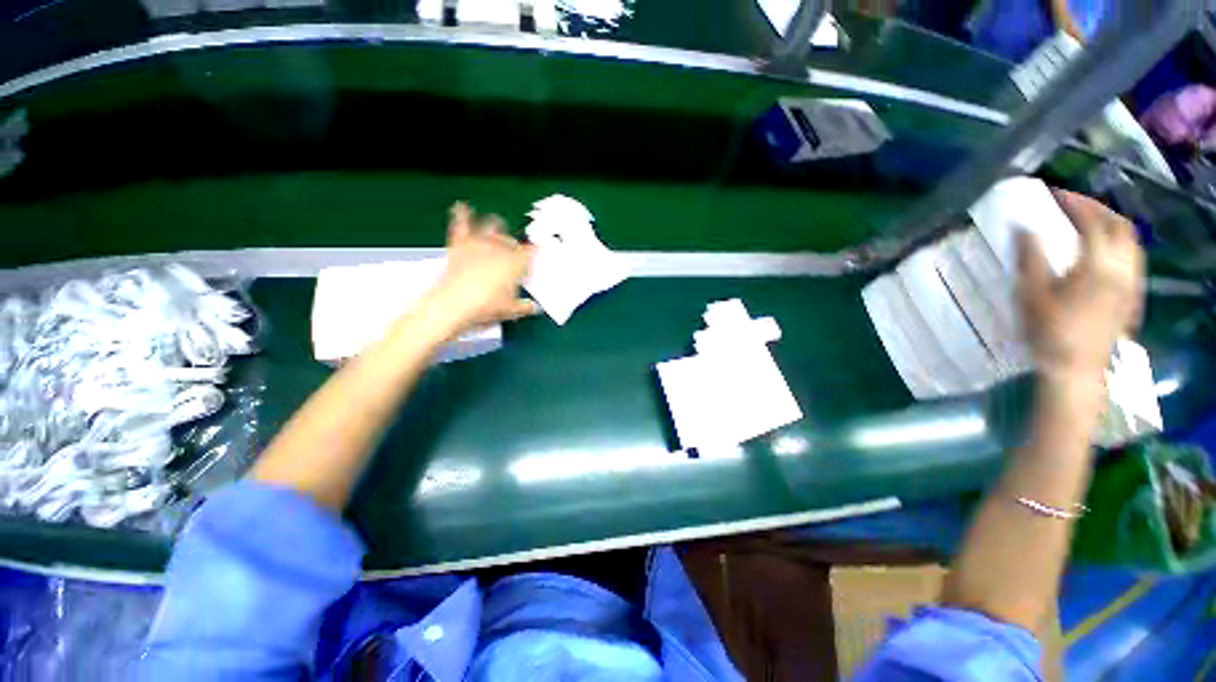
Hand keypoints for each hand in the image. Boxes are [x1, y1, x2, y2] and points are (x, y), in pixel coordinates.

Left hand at [424, 202, 537, 336]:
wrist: (455, 302)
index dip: (535, 253)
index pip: (532, 253)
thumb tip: (533, 307)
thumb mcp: (511, 310)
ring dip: (496, 226)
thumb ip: (525, 306)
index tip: (538, 253)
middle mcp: (500, 249)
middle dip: (515, 246)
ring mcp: (480, 243)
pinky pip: (461, 224)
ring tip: (498, 225)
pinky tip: (461, 206)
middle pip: (512, 241)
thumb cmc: (487, 306)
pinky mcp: (460, 243)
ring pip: (492, 226)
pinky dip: (462, 213)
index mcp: (516, 263)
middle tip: (514, 254)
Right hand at [1018, 191, 1143, 382]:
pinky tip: (1103, 249)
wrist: (1076, 368)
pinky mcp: (1132, 294)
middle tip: (1071, 204)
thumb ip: (1029, 258)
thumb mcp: (1030, 295)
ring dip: (1111, 223)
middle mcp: (1122, 268)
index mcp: (1097, 266)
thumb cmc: (1048, 332)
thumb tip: (1022, 226)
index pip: (1092, 221)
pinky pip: (1133, 257)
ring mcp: (1132, 282)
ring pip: (1132, 240)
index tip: (1053, 194)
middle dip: (1096, 208)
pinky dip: (1119, 242)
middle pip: (1119, 224)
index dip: (1073, 203)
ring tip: (1088, 222)